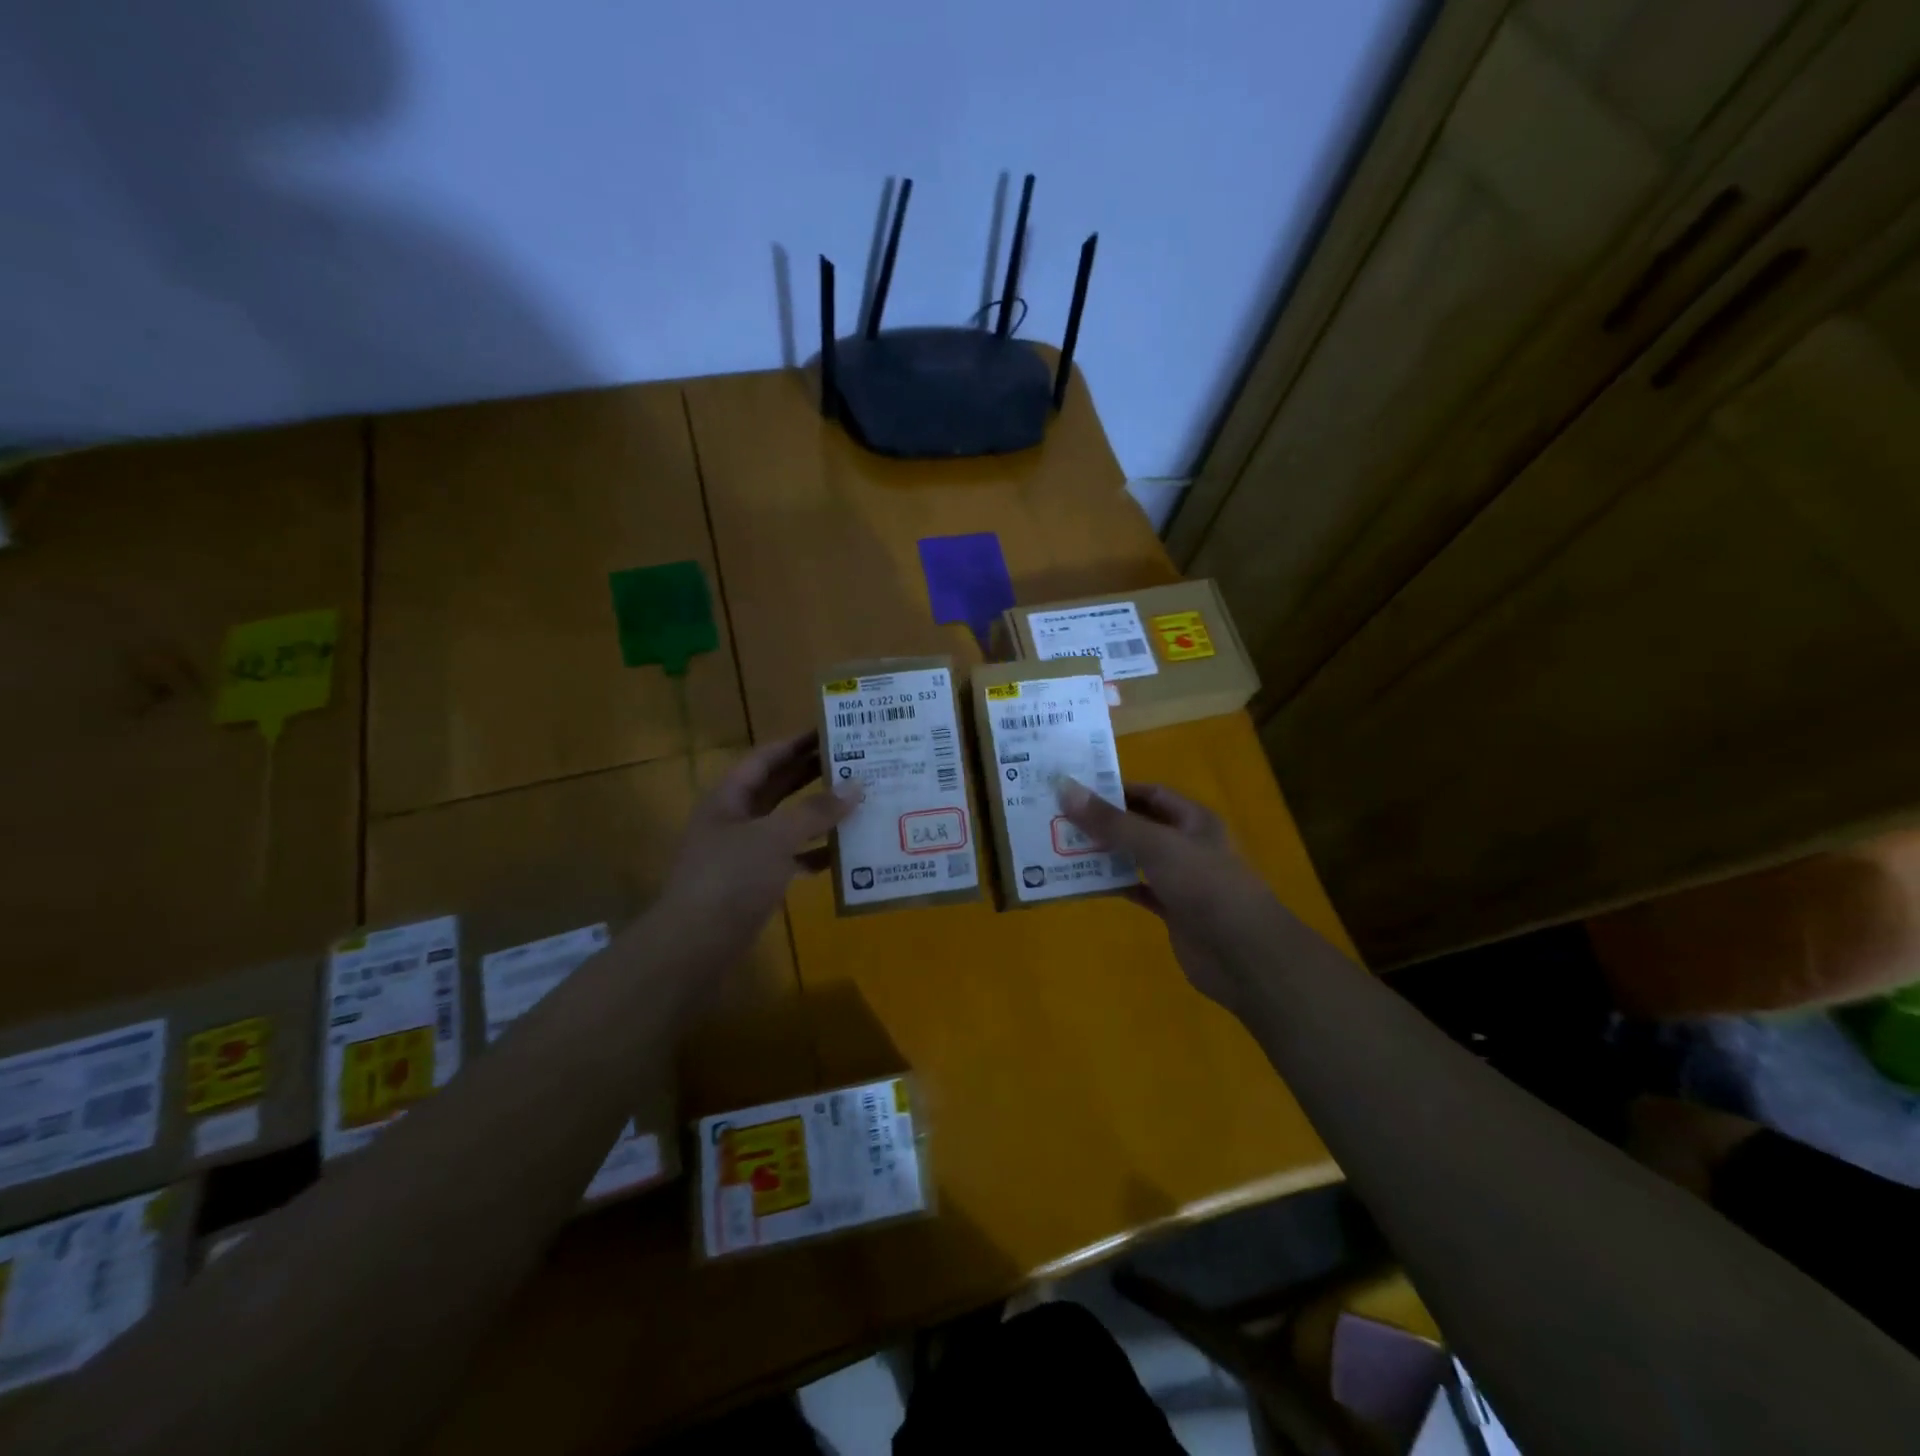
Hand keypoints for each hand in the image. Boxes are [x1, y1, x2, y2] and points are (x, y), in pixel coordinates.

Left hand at [656, 729, 859, 971]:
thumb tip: (855, 786)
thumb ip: (815, 812)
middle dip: (813, 774)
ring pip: (788, 823)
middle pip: (778, 787)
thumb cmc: (730, 879)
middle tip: (855, 761)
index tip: (832, 730)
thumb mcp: (774, 838)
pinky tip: (845, 854)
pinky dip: (815, 854)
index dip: (797, 742)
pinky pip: (792, 858)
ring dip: (819, 814)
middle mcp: (736, 819)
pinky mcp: (756, 882)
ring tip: (858, 801)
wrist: (695, 946)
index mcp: (730, 797)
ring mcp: (745, 852)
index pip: (766, 757)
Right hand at [1058, 780, 1275, 1012]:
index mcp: (1193, 820)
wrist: (1243, 954)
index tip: (1075, 791)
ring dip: (1105, 854)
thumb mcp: (1156, 845)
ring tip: (1062, 847)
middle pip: (1140, 825)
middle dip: (1104, 822)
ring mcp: (1181, 879)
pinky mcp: (1174, 910)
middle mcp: (1187, 845)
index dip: (1116, 789)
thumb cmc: (1205, 886)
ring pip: (1136, 859)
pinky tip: (1085, 883)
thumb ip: (1111, 821)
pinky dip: (1114, 885)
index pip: (1150, 793)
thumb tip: (1065, 788)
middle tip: (1059, 818)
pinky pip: (1137, 890)